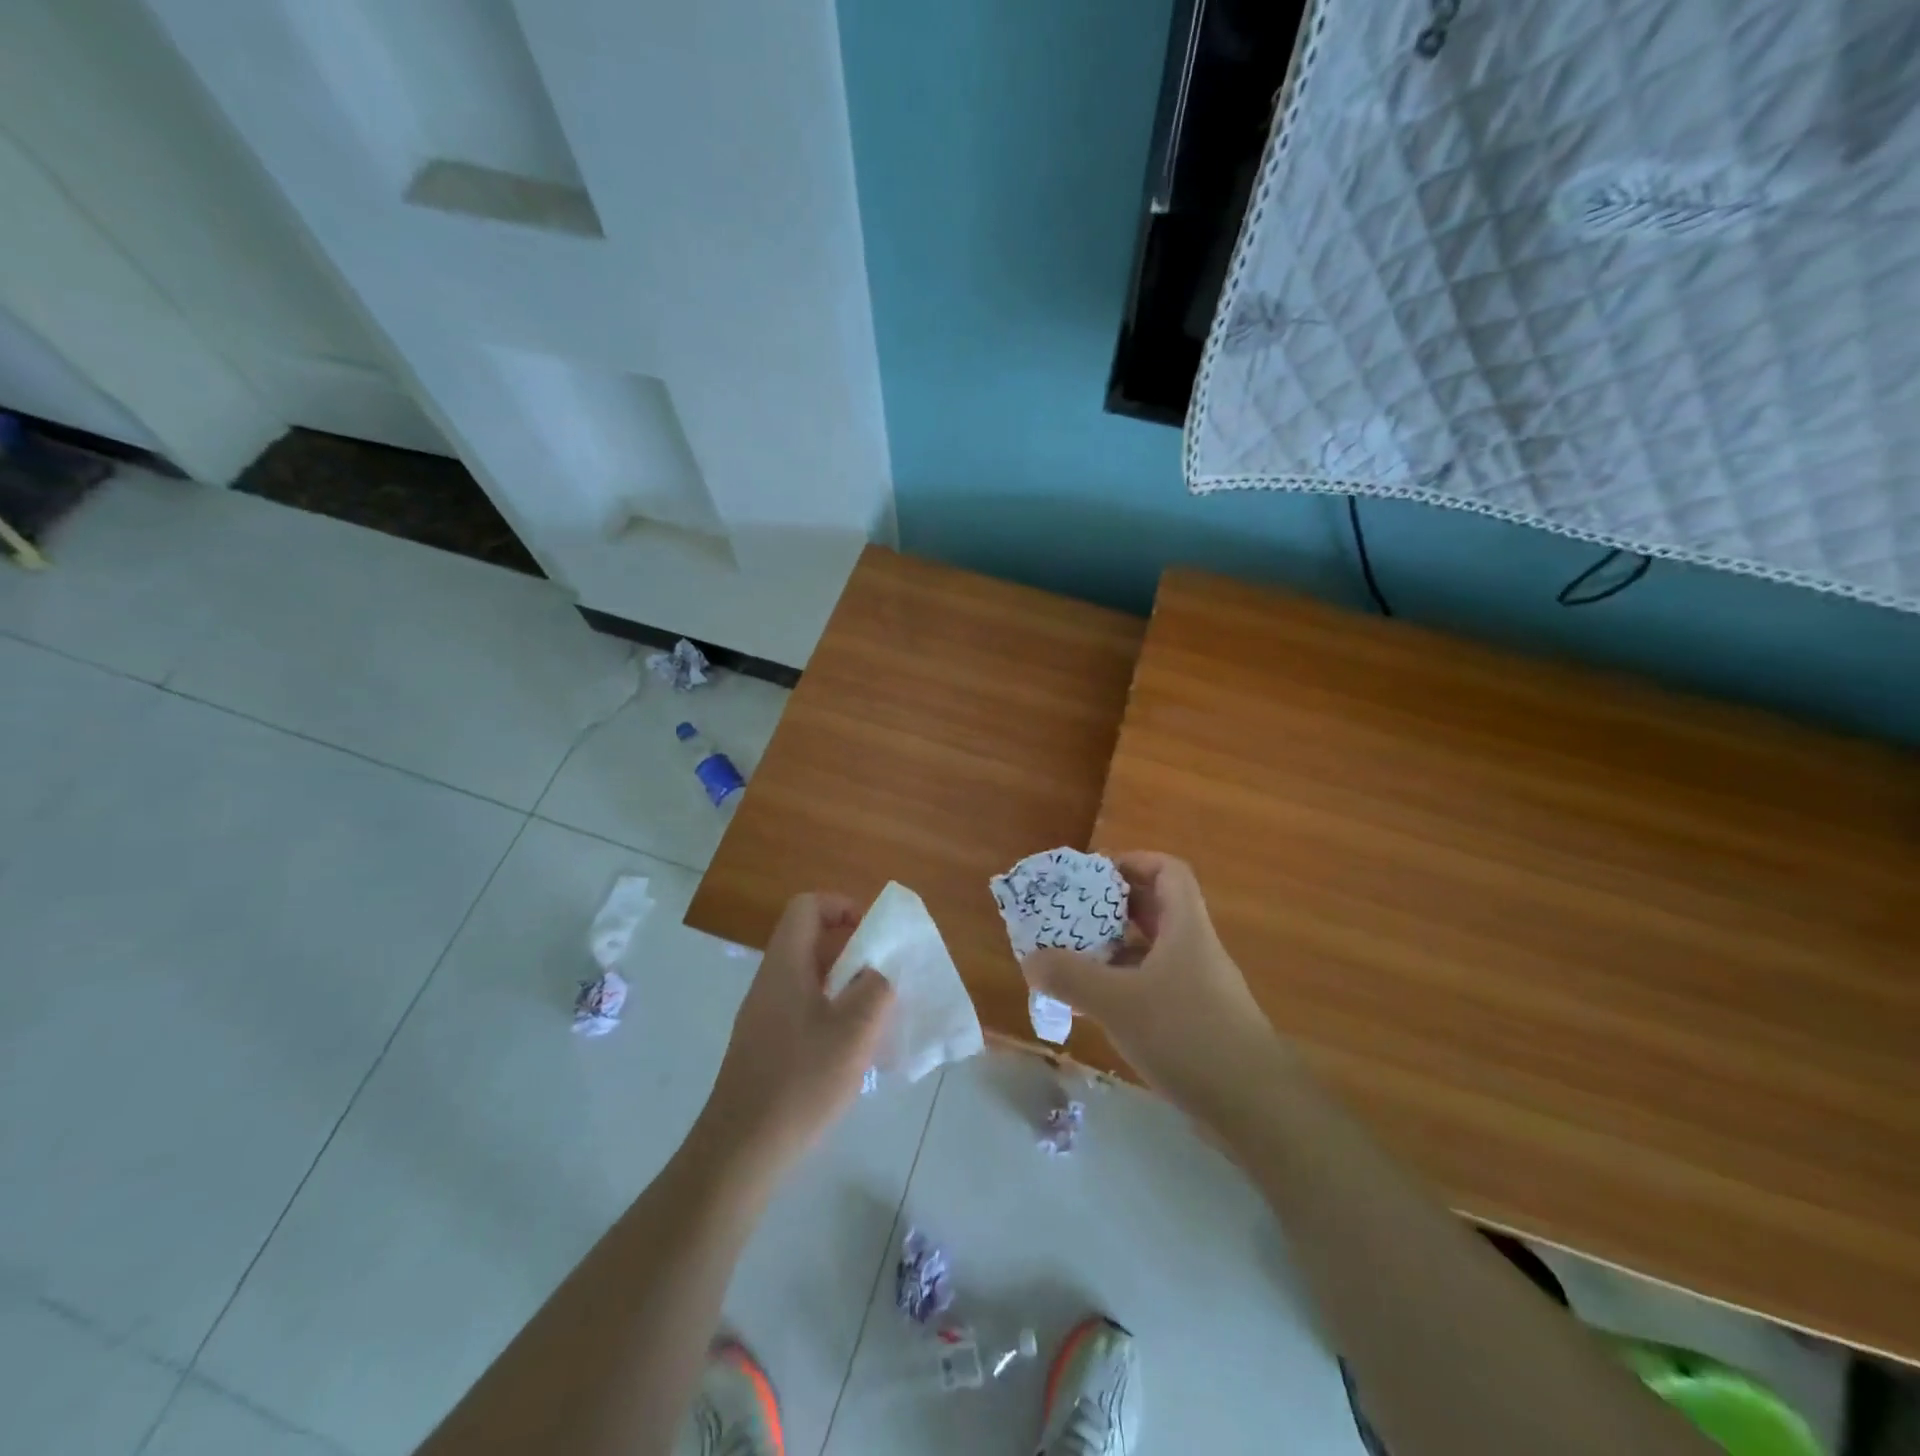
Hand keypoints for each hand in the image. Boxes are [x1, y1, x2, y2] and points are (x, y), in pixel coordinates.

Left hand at [699, 893, 894, 1172]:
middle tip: (885, 975)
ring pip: (809, 976)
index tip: (874, 934)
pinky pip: (803, 1007)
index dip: (842, 906)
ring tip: (877, 1012)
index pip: (807, 907)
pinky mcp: (766, 1044)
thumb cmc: (800, 1082)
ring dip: (845, 983)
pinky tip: (852, 1047)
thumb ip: (876, 989)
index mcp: (785, 966)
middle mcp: (770, 981)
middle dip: (852, 949)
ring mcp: (764, 1014)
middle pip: (810, 940)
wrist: (741, 1151)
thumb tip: (881, 969)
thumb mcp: (853, 1032)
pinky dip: (832, 1010)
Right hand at [1022, 852, 1272, 1103]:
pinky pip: (1155, 987)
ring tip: (1073, 958)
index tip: (1094, 874)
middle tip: (1071, 915)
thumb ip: (1071, 977)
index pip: (1168, 871)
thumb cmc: (1188, 1036)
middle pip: (1156, 909)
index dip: (1133, 861)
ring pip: (1152, 951)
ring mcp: (1199, 987)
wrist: (1257, 1108)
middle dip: (1112, 907)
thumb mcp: (1119, 1002)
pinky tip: (1097, 1006)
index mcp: (1186, 928)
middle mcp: (1195, 949)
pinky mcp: (1197, 1021)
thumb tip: (1030, 960)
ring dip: (1114, 950)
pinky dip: (1125, 986)